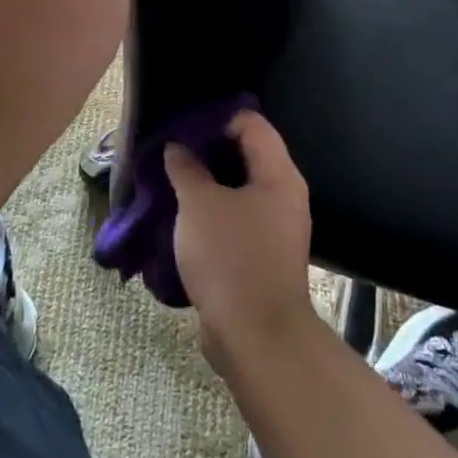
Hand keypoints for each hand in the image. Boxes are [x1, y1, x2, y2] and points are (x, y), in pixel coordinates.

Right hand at [165, 111, 317, 368]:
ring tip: (172, 177)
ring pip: (239, 187)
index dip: (217, 117)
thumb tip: (177, 147)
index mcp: (278, 175)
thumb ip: (186, 168)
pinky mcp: (263, 254)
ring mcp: (276, 227)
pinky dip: (212, 209)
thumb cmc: (231, 259)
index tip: (183, 123)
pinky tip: (184, 213)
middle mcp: (284, 195)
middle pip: (246, 153)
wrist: (257, 340)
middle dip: (208, 148)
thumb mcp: (199, 205)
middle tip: (173, 148)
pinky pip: (236, 216)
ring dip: (207, 181)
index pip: (251, 123)